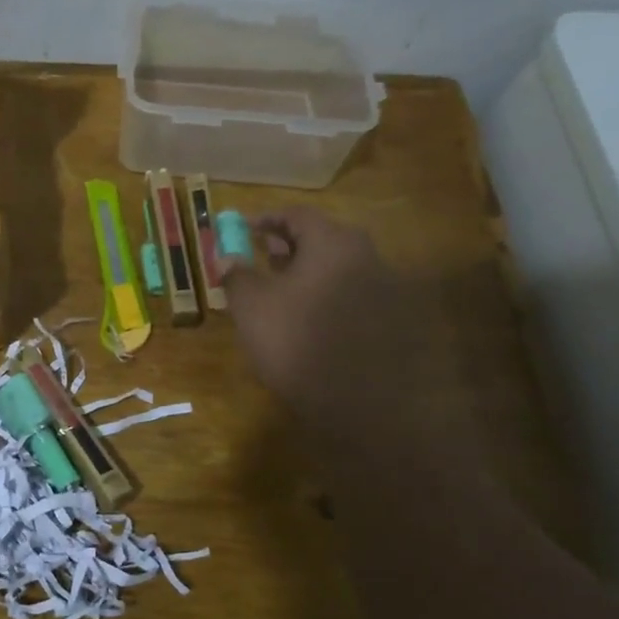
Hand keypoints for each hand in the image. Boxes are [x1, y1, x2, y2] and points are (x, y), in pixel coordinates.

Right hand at [218, 207, 454, 450]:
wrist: (359, 403)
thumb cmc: (296, 341)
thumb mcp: (251, 306)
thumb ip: (236, 273)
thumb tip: (225, 255)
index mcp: (333, 243)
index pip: (297, 215)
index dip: (266, 219)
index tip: (243, 228)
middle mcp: (366, 256)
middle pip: (322, 238)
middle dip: (288, 244)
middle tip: (261, 254)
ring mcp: (385, 289)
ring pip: (338, 267)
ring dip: (307, 271)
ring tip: (279, 289)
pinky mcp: (392, 320)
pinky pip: (351, 293)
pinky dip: (325, 294)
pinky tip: (307, 317)